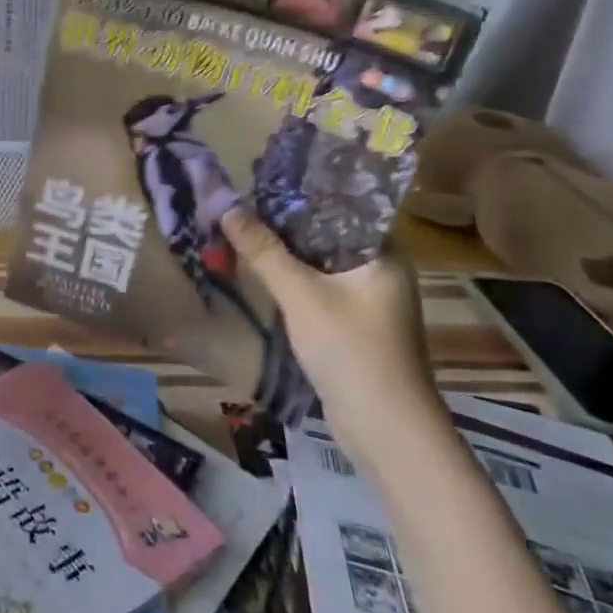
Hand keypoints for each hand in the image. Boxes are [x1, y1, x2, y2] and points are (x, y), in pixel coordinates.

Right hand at [221, 208, 446, 467]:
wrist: (386, 431)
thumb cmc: (352, 351)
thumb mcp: (301, 294)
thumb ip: (264, 250)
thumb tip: (226, 207)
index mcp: (383, 254)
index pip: (340, 206)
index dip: (299, 193)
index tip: (258, 181)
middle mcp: (380, 271)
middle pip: (324, 234)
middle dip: (282, 224)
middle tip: (239, 207)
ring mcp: (367, 301)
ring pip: (317, 263)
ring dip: (283, 254)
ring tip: (240, 234)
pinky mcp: (352, 325)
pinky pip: (316, 288)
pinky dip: (290, 280)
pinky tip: (257, 275)